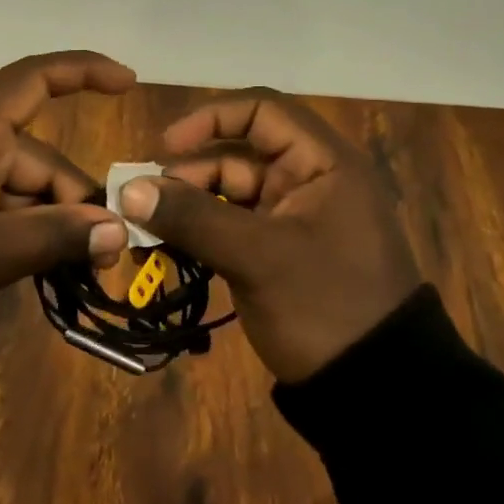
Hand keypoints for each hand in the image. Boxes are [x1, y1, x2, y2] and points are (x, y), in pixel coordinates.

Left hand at [0, 51, 134, 338]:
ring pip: (25, 189)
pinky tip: (44, 267)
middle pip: (42, 159)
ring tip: (78, 271)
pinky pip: (1, 205)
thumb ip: (57, 237)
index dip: (84, 72)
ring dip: (53, 224)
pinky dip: (25, 231)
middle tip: (105, 258)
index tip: (129, 84)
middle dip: (76, 203)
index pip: (36, 80)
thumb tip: (119, 230)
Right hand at [116, 90, 421, 382]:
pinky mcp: (278, 253)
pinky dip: (198, 235)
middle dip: (186, 176)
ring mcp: (292, 219)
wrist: (376, 391)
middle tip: (142, 206)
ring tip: (145, 236)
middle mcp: (308, 180)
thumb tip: (128, 191)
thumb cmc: (326, 307)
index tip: (166, 146)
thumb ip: (194, 218)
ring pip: (227, 194)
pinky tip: (165, 251)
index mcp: (323, 164)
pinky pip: (229, 228)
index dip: (210, 119)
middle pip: (236, 156)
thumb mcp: (258, 258)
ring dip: (185, 209)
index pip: (262, 111)